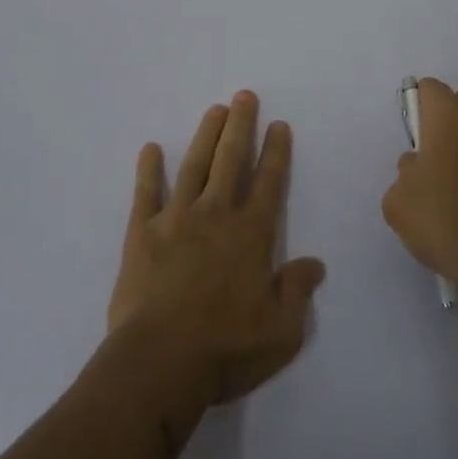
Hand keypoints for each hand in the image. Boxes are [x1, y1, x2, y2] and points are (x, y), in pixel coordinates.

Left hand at [107, 92, 327, 426]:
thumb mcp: (281, 331)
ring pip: (194, 166)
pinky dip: (149, 169)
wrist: (160, 363)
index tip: (278, 125)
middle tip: (244, 96)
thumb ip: (297, 291)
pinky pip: (146, 192)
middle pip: (231, 160)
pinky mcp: (142, 233)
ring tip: (215, 110)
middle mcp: (216, 215)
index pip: (268, 183)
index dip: (275, 152)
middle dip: (241, 126)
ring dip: (206, 136)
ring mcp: (176, 219)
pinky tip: (150, 148)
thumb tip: (315, 264)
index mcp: (251, 234)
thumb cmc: (225, 349)